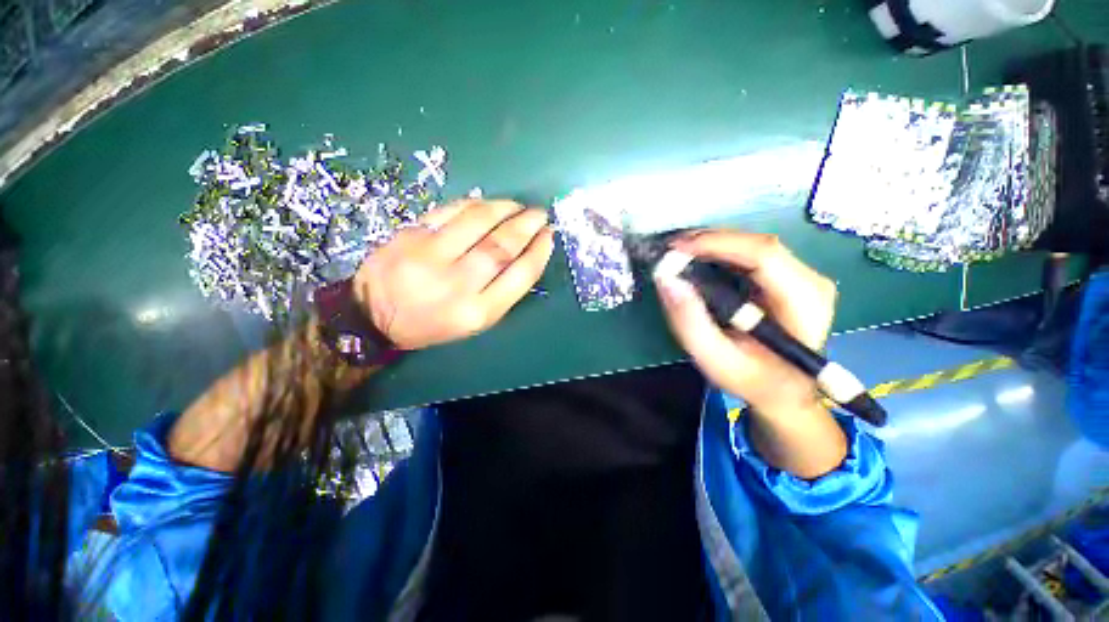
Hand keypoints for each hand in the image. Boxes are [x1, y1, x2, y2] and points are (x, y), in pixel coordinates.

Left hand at [353, 199, 554, 349]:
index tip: (549, 236)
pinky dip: (474, 204)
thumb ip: (501, 291)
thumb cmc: (433, 324)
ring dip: (505, 209)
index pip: (520, 275)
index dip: (539, 251)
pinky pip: (450, 211)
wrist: (373, 316)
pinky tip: (487, 204)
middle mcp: (457, 284)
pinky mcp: (410, 235)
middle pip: (501, 247)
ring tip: (518, 206)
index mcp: (477, 312)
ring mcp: (430, 257)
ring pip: (478, 222)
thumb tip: (526, 254)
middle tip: (540, 214)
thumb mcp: (474, 322)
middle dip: (526, 226)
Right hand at [654, 230, 836, 423]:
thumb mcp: (714, 358)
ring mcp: (803, 276)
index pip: (762, 254)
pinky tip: (699, 260)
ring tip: (680, 254)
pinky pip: (751, 254)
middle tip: (672, 250)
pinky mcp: (790, 277)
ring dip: (713, 245)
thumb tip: (667, 279)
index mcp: (803, 302)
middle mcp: (811, 281)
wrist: (784, 391)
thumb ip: (689, 321)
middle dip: (710, 241)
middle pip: (757, 244)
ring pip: (753, 245)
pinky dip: (721, 253)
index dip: (717, 243)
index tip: (676, 248)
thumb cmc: (751, 379)